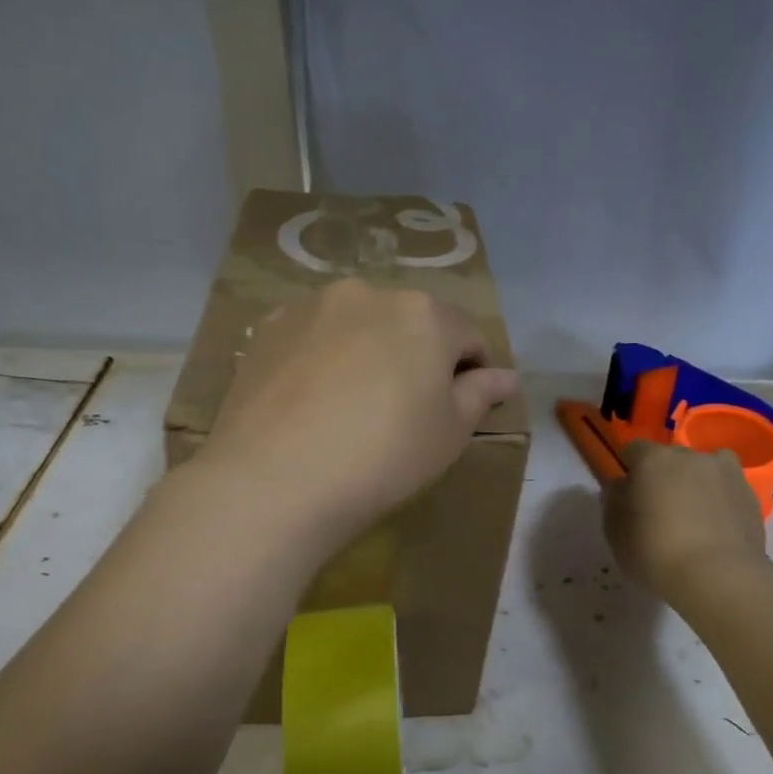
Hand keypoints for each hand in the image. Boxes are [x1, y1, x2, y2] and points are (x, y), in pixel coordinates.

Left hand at [202, 278, 518, 545]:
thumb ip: (480, 395)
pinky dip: (322, 357)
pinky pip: (312, 337)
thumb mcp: (449, 433)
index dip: (473, 370)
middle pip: (409, 322)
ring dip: (368, 351)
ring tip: (353, 403)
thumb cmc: (383, 456)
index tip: (463, 405)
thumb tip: (505, 376)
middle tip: (406, 408)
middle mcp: (368, 293)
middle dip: (417, 356)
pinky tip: (312, 399)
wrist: (274, 480)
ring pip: (357, 325)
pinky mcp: (267, 329)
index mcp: (424, 314)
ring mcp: (311, 307)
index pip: (467, 334)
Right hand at [605, 440, 766, 597]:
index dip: (629, 469)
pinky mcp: (751, 496)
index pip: (634, 449)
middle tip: (659, 510)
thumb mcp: (614, 531)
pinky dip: (720, 504)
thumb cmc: (654, 551)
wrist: (719, 576)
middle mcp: (691, 456)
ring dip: (696, 485)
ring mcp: (727, 473)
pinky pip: (727, 492)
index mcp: (653, 459)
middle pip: (671, 459)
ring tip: (693, 518)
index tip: (627, 493)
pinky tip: (716, 531)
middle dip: (664, 477)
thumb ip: (614, 500)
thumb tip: (622, 486)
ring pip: (704, 471)